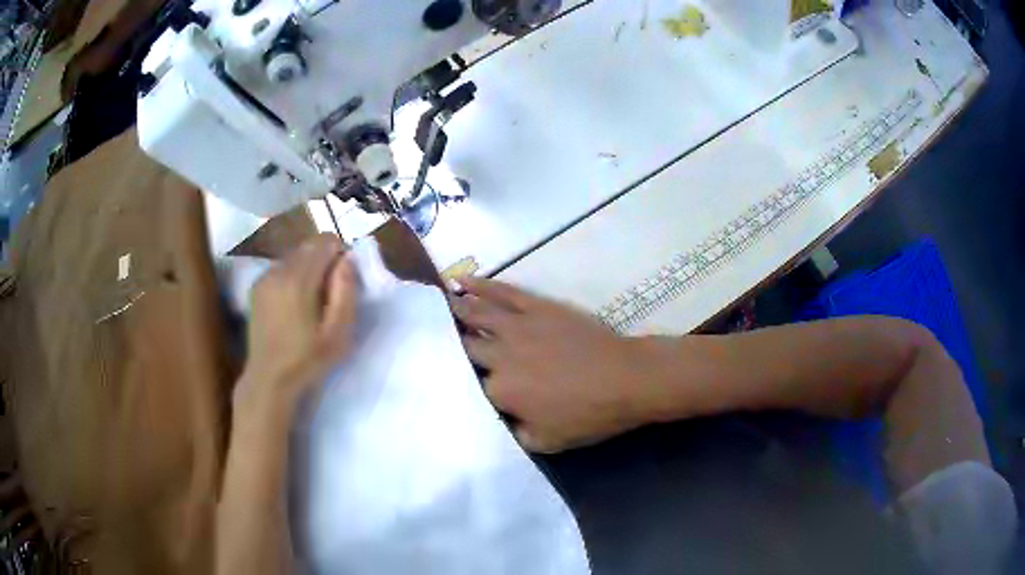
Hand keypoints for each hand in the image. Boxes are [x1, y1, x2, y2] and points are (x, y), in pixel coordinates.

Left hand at [239, 234, 357, 410]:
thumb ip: (346, 291)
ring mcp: (265, 276)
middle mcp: (278, 270)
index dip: (340, 254)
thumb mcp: (338, 333)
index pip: (325, 241)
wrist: (269, 377)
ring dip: (308, 266)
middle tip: (331, 291)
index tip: (344, 279)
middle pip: (309, 245)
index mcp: (299, 280)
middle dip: (325, 258)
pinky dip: (293, 274)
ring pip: (295, 254)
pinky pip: (281, 267)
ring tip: (312, 298)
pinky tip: (294, 302)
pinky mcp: (257, 286)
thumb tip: (347, 259)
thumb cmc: (308, 359)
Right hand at [451, 278, 656, 452]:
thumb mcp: (546, 442)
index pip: (468, 385)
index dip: (458, 380)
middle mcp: (499, 356)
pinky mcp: (536, 307)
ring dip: (453, 309)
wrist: (626, 379)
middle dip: (446, 340)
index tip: (446, 375)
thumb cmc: (588, 415)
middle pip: (465, 346)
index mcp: (499, 392)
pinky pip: (502, 292)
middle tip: (426, 332)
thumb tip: (496, 416)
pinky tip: (462, 281)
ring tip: (433, 302)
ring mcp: (516, 327)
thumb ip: (511, 431)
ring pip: (475, 314)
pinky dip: (479, 285)